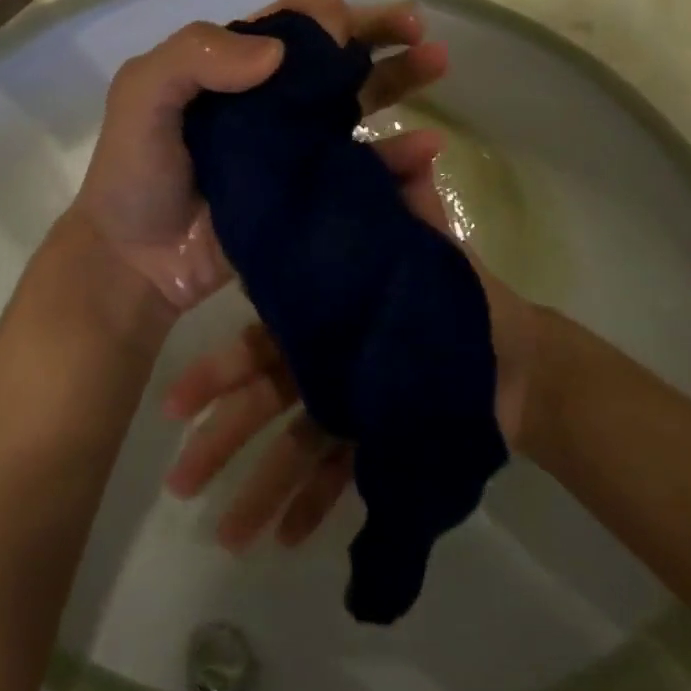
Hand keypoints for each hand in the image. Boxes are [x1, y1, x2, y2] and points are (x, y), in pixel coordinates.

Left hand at [68, 0, 448, 310]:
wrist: (137, 263)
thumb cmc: (136, 176)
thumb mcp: (142, 97)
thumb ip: (194, 57)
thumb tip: (277, 52)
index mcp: (231, 67)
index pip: (290, 25)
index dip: (326, 16)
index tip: (351, 28)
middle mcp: (269, 100)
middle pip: (334, 56)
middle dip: (378, 34)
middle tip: (419, 30)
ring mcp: (295, 147)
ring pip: (357, 101)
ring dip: (400, 79)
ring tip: (438, 63)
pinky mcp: (312, 192)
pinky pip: (363, 166)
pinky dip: (398, 154)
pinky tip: (426, 148)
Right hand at [160, 138, 536, 551]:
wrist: (515, 358)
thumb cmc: (460, 299)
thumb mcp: (430, 250)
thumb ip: (414, 207)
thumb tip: (418, 148)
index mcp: (323, 317)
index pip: (258, 345)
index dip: (216, 375)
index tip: (175, 405)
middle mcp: (322, 363)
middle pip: (262, 406)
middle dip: (220, 444)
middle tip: (179, 484)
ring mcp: (346, 407)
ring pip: (293, 450)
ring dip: (259, 492)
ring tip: (226, 539)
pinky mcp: (374, 443)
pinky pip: (340, 478)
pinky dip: (317, 506)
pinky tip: (288, 542)